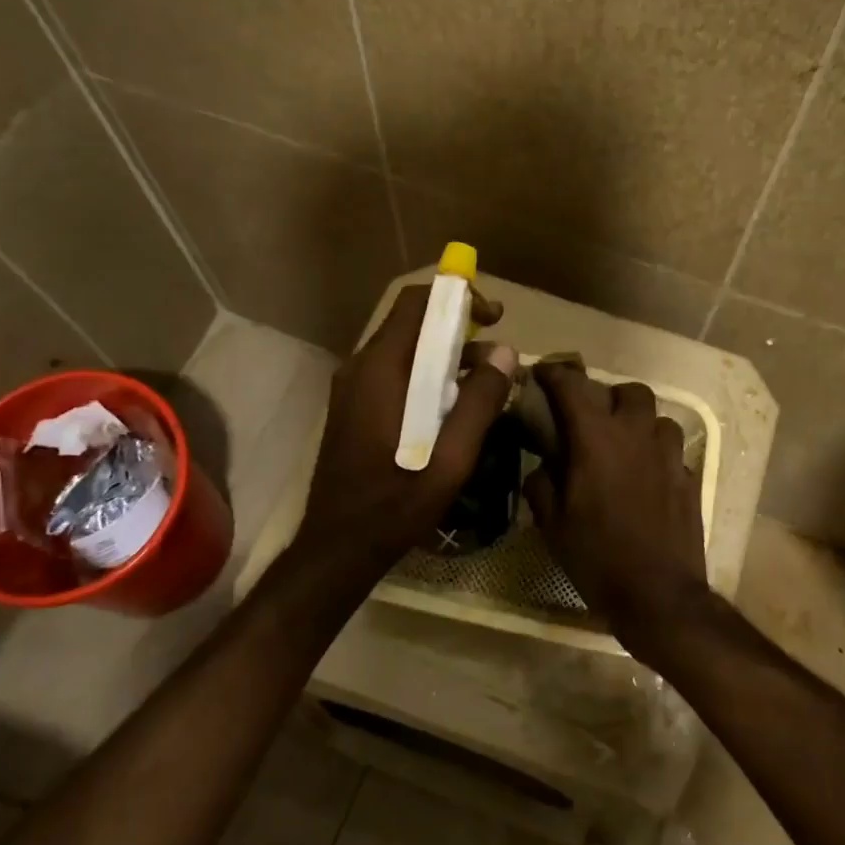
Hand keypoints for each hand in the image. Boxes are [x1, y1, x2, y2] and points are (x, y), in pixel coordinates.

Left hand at [294, 283, 516, 576]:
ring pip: (404, 350)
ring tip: (485, 382)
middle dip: (457, 327)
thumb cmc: (396, 503)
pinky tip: (453, 407)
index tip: (494, 318)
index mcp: (381, 371)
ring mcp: (352, 388)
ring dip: (445, 354)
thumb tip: (505, 353)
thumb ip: (479, 401)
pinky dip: (427, 374)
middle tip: (497, 351)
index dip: (457, 298)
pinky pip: (395, 373)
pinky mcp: (354, 408)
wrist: (339, 545)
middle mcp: (360, 368)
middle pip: (410, 323)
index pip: (416, 304)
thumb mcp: (451, 457)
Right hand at [523, 362, 706, 649]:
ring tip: (625, 443)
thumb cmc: (596, 557)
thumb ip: (542, 484)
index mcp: (597, 439)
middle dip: (609, 395)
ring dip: (639, 422)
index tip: (543, 372)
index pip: (573, 387)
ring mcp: (669, 456)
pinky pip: (673, 450)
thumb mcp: (552, 524)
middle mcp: (636, 436)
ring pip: (659, 417)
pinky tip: (646, 476)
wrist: (658, 594)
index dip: (555, 374)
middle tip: (593, 416)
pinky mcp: (689, 479)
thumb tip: (543, 467)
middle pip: (629, 391)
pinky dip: (657, 453)